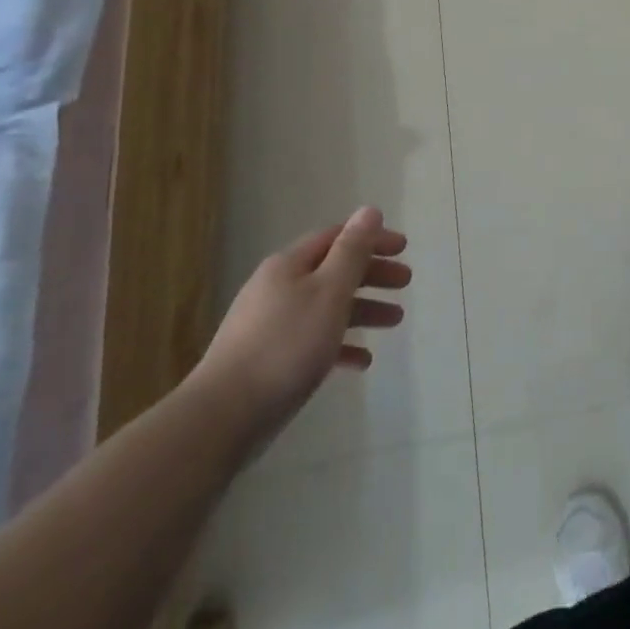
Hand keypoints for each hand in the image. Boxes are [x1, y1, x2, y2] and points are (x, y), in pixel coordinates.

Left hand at [188, 207, 410, 452]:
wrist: (223, 417)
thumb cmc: (286, 345)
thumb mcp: (329, 291)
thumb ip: (352, 251)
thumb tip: (369, 211)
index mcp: (290, 265)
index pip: (337, 237)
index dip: (372, 239)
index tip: (404, 249)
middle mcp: (278, 288)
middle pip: (334, 270)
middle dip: (372, 274)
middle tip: (405, 282)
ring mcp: (271, 325)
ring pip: (327, 307)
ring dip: (363, 309)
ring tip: (395, 321)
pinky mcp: (269, 360)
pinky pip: (314, 342)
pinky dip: (341, 345)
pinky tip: (363, 361)